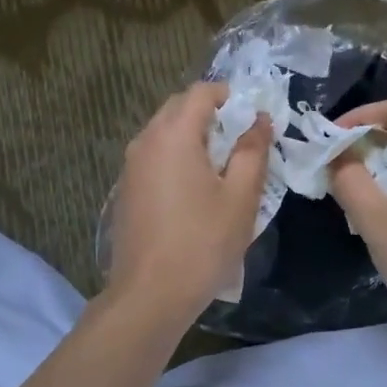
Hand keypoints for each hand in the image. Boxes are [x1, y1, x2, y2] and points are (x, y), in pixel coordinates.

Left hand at [105, 82, 272, 325]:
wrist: (150, 294)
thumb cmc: (203, 243)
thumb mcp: (240, 197)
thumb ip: (252, 151)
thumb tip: (260, 120)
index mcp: (173, 134)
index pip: (202, 92)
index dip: (232, 97)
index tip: (255, 119)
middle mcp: (145, 140)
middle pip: (179, 108)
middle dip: (212, 115)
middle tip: (242, 142)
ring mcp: (130, 166)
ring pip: (164, 134)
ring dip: (194, 138)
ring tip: (223, 168)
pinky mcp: (126, 190)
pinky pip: (155, 158)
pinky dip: (177, 159)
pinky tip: (196, 191)